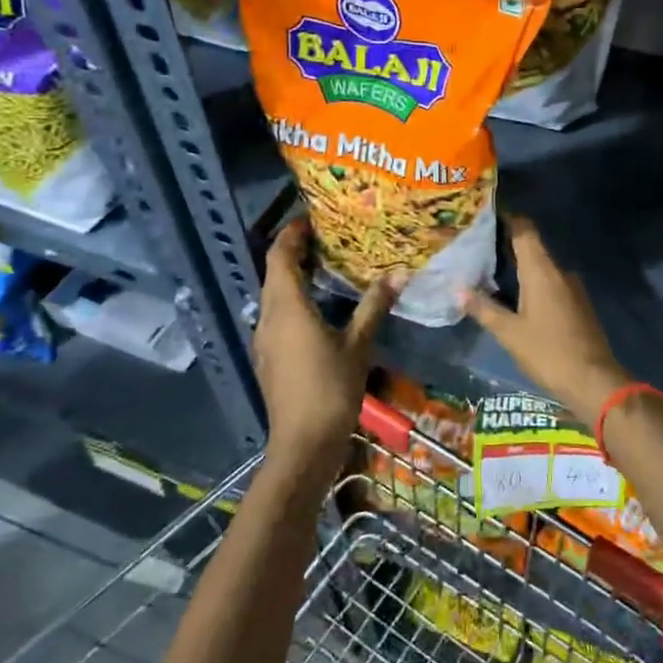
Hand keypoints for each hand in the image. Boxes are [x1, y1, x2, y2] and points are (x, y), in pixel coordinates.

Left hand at [254, 219, 397, 482]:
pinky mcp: (268, 358)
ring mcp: (264, 339)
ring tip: (327, 267)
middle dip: (294, 251)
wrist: (303, 445)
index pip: (280, 256)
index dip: (292, 233)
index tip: (312, 217)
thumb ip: (374, 306)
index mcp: (287, 307)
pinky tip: (320, 309)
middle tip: (327, 237)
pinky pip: (277, 315)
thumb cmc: (331, 389)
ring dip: (294, 276)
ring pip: (274, 295)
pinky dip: (294, 300)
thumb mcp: (359, 345)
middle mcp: (268, 317)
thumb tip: (398, 273)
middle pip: (274, 273)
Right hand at [461, 215, 630, 425]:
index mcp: (541, 271)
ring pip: (542, 268)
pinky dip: (533, 283)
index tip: (486, 216)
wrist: (593, 380)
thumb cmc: (547, 352)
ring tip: (491, 272)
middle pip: (532, 247)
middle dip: (507, 245)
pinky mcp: (578, 305)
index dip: (508, 219)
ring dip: (520, 267)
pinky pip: (551, 284)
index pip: (525, 230)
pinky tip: (516, 297)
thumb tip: (457, 289)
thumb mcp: (509, 333)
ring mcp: (572, 288)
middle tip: (478, 247)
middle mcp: (559, 272)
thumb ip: (484, 308)